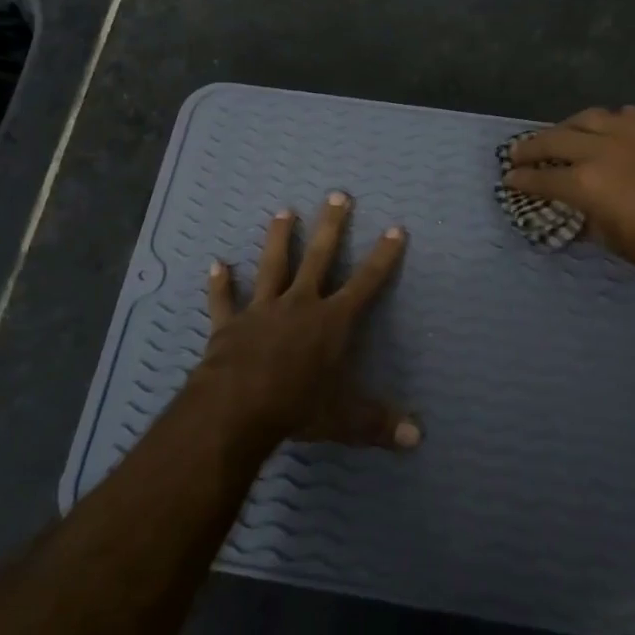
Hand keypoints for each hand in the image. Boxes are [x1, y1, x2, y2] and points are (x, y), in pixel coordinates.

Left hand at [195, 193, 419, 451]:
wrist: (237, 408)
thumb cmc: (298, 407)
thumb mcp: (346, 419)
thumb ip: (380, 424)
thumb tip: (418, 439)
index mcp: (332, 322)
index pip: (366, 283)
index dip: (383, 256)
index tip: (394, 228)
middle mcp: (299, 304)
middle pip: (319, 258)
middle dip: (331, 226)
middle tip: (337, 194)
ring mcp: (262, 310)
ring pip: (273, 266)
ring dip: (279, 238)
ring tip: (283, 211)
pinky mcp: (230, 324)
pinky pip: (224, 300)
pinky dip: (220, 283)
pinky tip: (216, 264)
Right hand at [503, 106, 634, 283]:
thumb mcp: (611, 239)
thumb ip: (586, 215)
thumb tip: (574, 206)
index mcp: (585, 183)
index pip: (541, 178)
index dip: (520, 180)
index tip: (508, 180)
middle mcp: (600, 150)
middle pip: (553, 140)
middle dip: (530, 147)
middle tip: (518, 153)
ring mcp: (630, 133)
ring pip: (586, 118)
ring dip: (566, 128)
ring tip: (560, 135)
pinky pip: (623, 114)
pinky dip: (607, 121)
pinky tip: (607, 130)